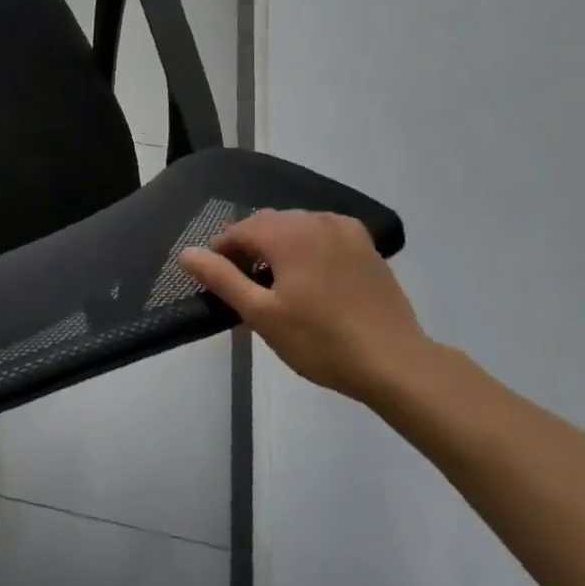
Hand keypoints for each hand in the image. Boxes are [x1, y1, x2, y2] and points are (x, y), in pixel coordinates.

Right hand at [180, 209, 433, 402]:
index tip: (222, 283)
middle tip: (249, 287)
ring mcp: (345, 231)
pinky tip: (313, 278)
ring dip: (280, 246)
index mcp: (287, 233)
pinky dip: (309, 247)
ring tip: (281, 285)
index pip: (238, 231)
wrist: (398, 365)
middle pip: (267, 224)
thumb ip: (221, 278)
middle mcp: (315, 220)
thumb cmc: (322, 341)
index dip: (222, 254)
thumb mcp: (261, 314)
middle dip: (251, 248)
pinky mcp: (367, 246)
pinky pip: (324, 234)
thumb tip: (186, 252)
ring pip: (296, 226)